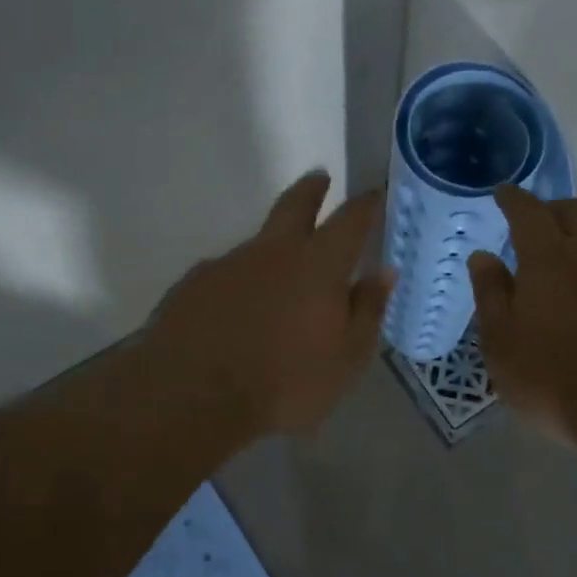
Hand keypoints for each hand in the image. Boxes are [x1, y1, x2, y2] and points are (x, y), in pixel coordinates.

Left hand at [146, 172, 393, 437]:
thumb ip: (368, 310)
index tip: (374, 194)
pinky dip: (238, 285)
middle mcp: (272, 253)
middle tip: (320, 178)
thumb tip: (384, 273)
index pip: (350, 222)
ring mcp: (226, 265)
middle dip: (311, 190)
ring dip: (272, 251)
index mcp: (318, 266)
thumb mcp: (346, 358)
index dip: (365, 205)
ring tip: (278, 281)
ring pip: (257, 246)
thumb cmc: (286, 383)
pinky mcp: (192, 286)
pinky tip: (236, 313)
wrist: (194, 398)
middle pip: (294, 205)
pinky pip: (225, 277)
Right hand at [467, 187, 576, 458]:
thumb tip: (483, 257)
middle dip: (555, 208)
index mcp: (549, 260)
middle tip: (537, 223)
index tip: (504, 193)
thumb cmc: (553, 379)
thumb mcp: (502, 344)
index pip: (529, 212)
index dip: (514, 199)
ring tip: (566, 261)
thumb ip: (491, 295)